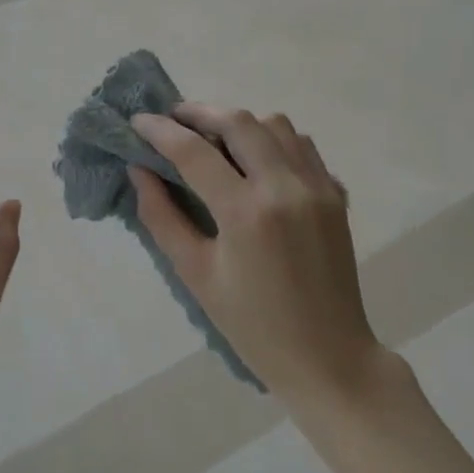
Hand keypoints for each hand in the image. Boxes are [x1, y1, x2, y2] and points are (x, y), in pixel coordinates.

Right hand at [130, 104, 383, 402]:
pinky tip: (255, 162)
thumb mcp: (195, 274)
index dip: (159, 130)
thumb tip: (138, 170)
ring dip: (239, 123)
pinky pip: (301, 145)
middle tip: (173, 120)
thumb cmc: (253, 325)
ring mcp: (317, 187)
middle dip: (199, 113)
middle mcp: (285, 187)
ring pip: (274, 124)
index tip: (137, 121)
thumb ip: (161, 216)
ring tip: (215, 141)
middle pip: (237, 122)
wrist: (330, 360)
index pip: (193, 151)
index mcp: (246, 213)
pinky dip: (273, 140)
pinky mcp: (335, 195)